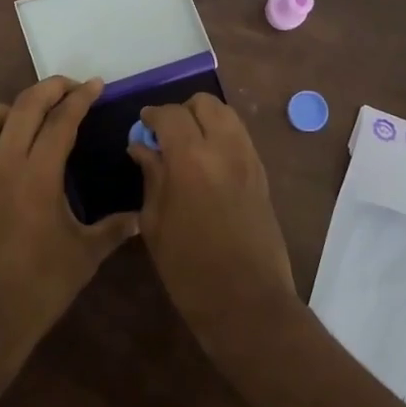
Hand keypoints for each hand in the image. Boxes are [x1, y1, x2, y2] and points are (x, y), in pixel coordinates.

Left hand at [0, 77, 138, 376]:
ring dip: (3, 109)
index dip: (81, 98)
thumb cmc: (37, 288)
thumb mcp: (85, 256)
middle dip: (50, 88)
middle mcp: (2, 162)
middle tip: (69, 87)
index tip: (95, 85)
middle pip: (24, 106)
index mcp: (38, 174)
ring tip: (20, 121)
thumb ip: (114, 229)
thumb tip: (141, 218)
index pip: (62, 120)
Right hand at [129, 94, 298, 347]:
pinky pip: (241, 138)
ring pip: (228, 116)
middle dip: (183, 112)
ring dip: (206, 121)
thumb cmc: (188, 269)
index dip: (153, 115)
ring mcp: (249, 160)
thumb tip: (142, 146)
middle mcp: (225, 149)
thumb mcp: (155, 223)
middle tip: (166, 136)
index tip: (142, 125)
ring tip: (188, 147)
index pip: (171, 114)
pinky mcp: (263, 176)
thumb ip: (150, 176)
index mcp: (191, 159)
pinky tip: (208, 164)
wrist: (246, 302)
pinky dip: (223, 137)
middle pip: (206, 104)